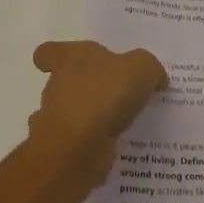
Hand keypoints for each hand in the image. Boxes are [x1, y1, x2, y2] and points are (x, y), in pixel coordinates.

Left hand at [28, 40, 167, 189]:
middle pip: (65, 83)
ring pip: (71, 114)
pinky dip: (93, 145)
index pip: (49, 53)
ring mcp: (56, 120)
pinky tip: (117, 147)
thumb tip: (154, 77)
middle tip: (116, 94)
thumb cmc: (105, 94)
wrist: (79, 147)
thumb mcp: (141, 68)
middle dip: (86, 89)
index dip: (54, 57)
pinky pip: (80, 143)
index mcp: (71, 59)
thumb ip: (149, 67)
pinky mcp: (63, 149)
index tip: (69, 63)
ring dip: (91, 118)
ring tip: (123, 123)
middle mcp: (58, 86)